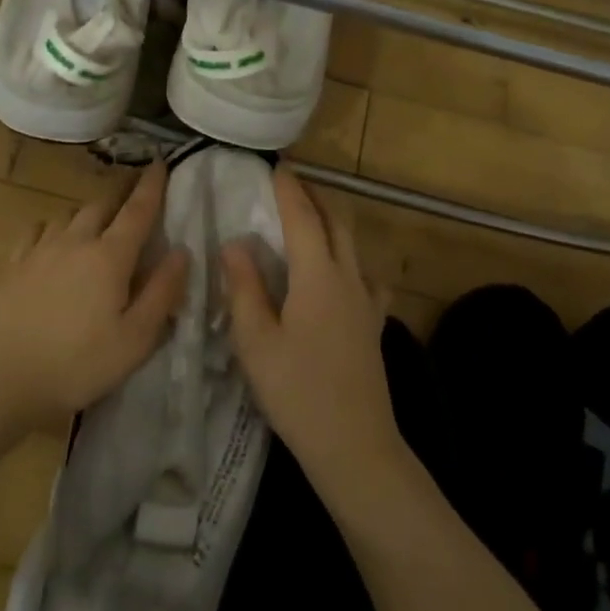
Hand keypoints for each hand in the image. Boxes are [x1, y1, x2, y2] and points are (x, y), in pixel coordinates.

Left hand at [0, 163, 188, 427]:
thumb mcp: (136, 339)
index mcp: (110, 257)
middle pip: (102, 204)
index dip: (153, 185)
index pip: (138, 210)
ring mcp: (40, 250)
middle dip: (121, 191)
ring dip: (88, 210)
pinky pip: (37, 230)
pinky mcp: (13, 265)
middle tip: (134, 187)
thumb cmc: (78, 364)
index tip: (161, 162)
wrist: (0, 378)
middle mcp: (75, 241)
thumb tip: (181, 251)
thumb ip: (162, 292)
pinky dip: (53, 226)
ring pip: (69, 214)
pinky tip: (52, 238)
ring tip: (97, 218)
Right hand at [222, 168, 400, 493]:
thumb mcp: (256, 341)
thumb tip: (236, 244)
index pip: (303, 218)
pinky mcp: (373, 324)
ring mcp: (367, 302)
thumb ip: (244, 288)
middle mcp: (349, 278)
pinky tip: (342, 274)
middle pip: (337, 222)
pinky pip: (366, 276)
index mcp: (318, 276)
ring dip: (334, 222)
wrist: (354, 445)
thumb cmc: (297, 392)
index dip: (289, 189)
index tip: (277, 165)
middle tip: (292, 183)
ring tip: (312, 218)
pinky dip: (350, 259)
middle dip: (316, 196)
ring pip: (354, 245)